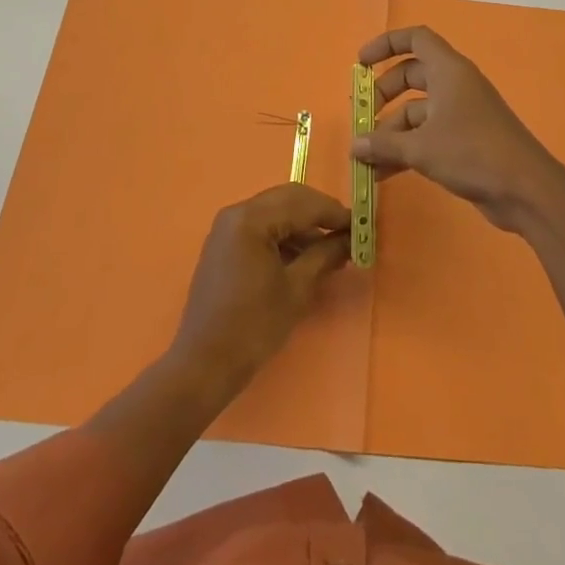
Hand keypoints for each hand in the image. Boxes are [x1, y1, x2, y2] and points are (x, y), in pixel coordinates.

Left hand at [169, 184, 349, 398]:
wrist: (203, 365)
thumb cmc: (253, 327)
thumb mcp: (296, 289)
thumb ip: (325, 255)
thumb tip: (350, 238)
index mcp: (251, 219)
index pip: (302, 203)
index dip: (334, 213)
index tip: (361, 225)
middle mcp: (236, 213)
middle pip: (288, 199)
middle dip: (320, 214)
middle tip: (348, 232)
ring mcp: (227, 228)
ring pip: (275, 211)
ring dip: (303, 225)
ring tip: (331, 248)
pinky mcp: (224, 244)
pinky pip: (261, 227)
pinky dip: (284, 235)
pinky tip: (304, 256)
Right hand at [353, 27, 564, 231]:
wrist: (526, 190)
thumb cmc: (473, 152)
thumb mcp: (422, 148)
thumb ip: (384, 144)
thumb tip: (354, 145)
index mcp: (448, 70)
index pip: (415, 39)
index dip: (386, 44)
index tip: (360, 64)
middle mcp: (455, 85)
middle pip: (411, 75)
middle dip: (383, 94)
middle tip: (362, 118)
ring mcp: (462, 113)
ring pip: (418, 110)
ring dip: (391, 131)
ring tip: (365, 159)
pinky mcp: (466, 140)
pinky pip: (428, 135)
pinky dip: (407, 149)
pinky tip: (383, 174)